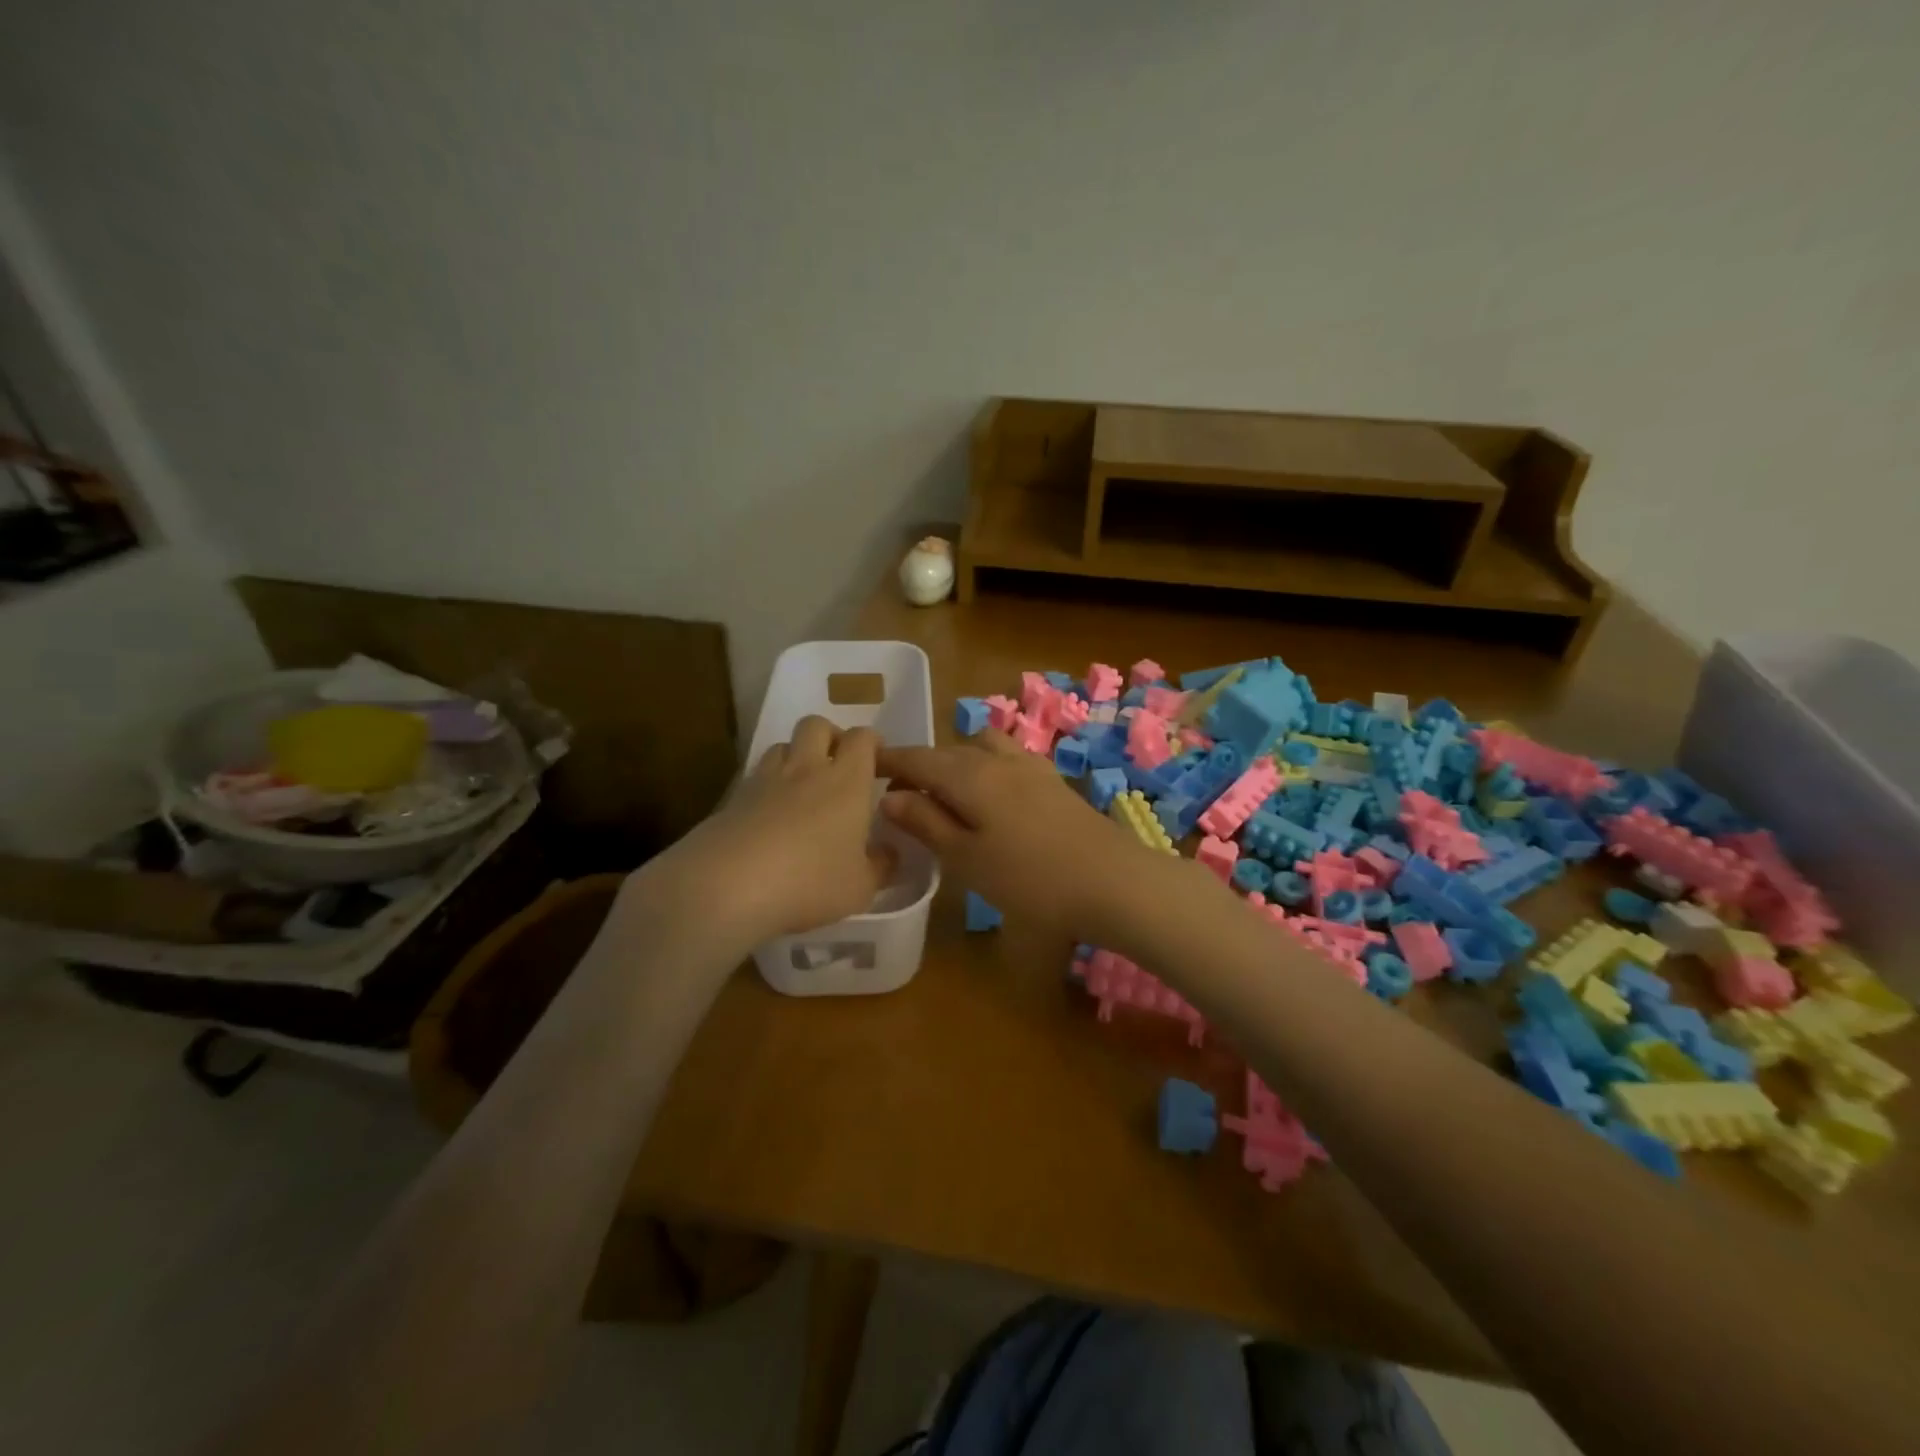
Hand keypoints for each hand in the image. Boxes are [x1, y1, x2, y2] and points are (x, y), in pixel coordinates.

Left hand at [635, 716, 895, 944]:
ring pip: (782, 746)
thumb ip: (881, 867)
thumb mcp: (860, 887)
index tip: (878, 760)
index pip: (862, 738)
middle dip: (831, 736)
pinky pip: (755, 777)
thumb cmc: (809, 882)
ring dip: (796, 756)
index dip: (871, 742)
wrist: (727, 886)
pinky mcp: (732, 798)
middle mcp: (806, 769)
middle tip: (838, 765)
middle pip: (817, 725)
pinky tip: (769, 816)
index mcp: (846, 781)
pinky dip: (767, 785)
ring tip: (802, 786)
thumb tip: (889, 853)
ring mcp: (765, 780)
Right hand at [878, 731, 1172, 943]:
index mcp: (969, 775)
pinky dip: (985, 766)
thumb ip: (926, 823)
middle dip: (920, 763)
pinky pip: (1007, 758)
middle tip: (899, 789)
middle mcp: (998, 760)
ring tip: (946, 791)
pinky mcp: (1053, 781)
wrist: (1112, 881)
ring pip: (981, 748)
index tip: (864, 765)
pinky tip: (990, 794)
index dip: (890, 760)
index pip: (918, 758)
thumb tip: (889, 796)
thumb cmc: (1030, 879)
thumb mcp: (966, 858)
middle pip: (949, 751)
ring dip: (957, 761)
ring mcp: (1030, 767)